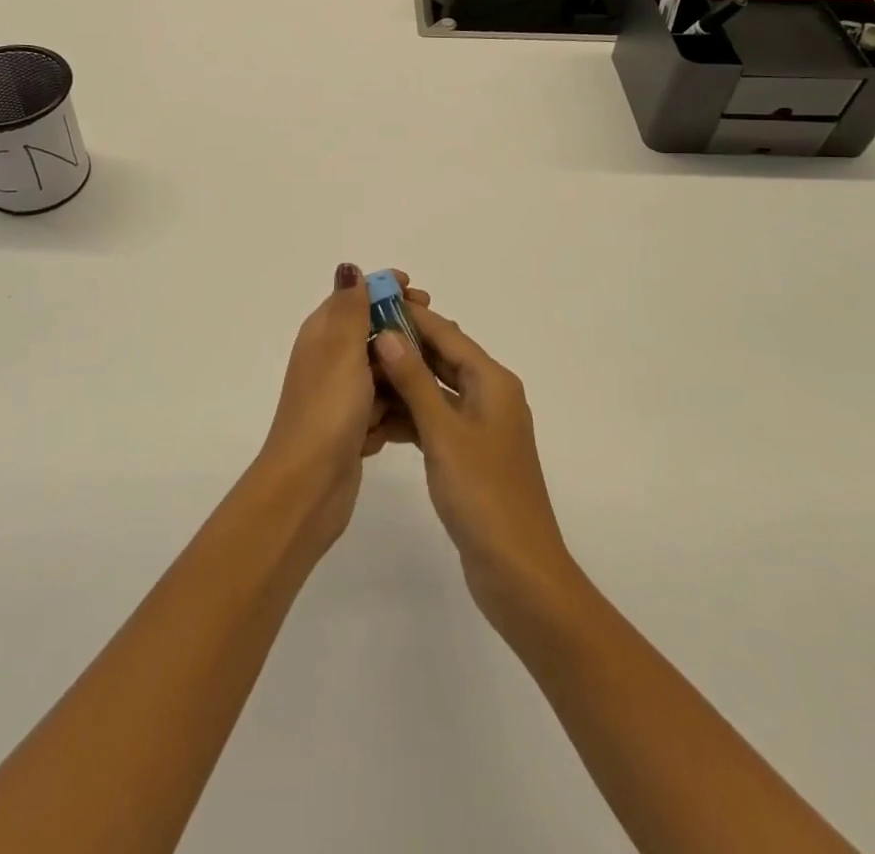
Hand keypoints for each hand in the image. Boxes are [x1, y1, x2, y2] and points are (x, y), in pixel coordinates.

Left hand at [256, 263, 428, 547]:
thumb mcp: (342, 349)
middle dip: (403, 332)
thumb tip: (348, 267)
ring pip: (381, 370)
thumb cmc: (328, 409)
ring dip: (404, 371)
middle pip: (372, 333)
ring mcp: (341, 395)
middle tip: (436, 334)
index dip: (385, 290)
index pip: (355, 297)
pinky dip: (396, 407)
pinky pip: (383, 405)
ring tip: (436, 374)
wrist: (309, 484)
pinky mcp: (354, 425)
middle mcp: (329, 360)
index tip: (419, 293)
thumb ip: (350, 308)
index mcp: (322, 334)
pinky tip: (418, 411)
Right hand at [373, 307, 579, 630]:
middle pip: (441, 358)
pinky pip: (436, 420)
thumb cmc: (483, 494)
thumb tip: (387, 334)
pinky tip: (377, 419)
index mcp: (492, 381)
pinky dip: (410, 416)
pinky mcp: (470, 454)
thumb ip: (414, 380)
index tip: (371, 303)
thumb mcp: (443, 432)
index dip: (410, 316)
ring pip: (435, 390)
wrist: (518, 571)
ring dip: (402, 383)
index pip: (446, 334)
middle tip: (357, 337)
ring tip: (358, 375)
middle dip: (402, 347)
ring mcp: (481, 426)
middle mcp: (490, 395)